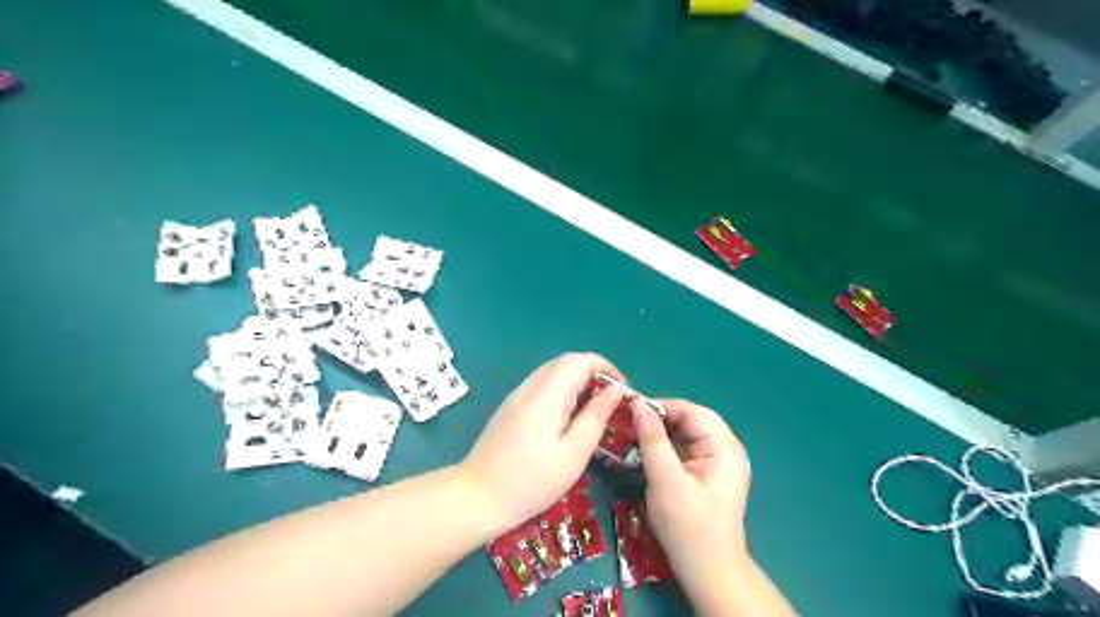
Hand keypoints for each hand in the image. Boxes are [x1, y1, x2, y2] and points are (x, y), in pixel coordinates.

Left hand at [458, 355, 627, 532]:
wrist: (477, 497)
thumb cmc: (531, 481)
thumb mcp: (573, 454)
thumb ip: (596, 417)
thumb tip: (615, 390)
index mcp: (546, 395)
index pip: (579, 360)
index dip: (605, 367)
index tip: (622, 389)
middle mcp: (529, 387)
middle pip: (565, 362)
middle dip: (593, 373)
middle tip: (610, 400)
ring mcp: (517, 395)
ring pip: (553, 372)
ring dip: (577, 381)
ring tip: (593, 409)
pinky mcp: (510, 406)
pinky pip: (541, 385)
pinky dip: (562, 390)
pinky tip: (567, 417)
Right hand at [631, 400, 751, 596]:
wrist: (708, 573)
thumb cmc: (688, 527)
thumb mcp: (665, 480)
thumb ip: (652, 439)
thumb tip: (637, 404)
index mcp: (724, 448)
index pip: (692, 412)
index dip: (662, 407)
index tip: (631, 410)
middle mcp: (726, 450)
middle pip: (691, 421)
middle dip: (660, 420)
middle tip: (629, 423)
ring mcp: (718, 463)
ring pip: (686, 435)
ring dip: (661, 434)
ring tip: (633, 435)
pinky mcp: (708, 475)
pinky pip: (685, 450)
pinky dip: (665, 448)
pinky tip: (646, 453)